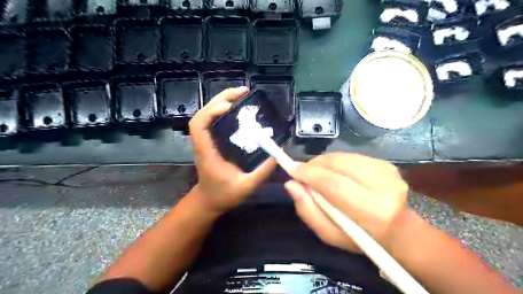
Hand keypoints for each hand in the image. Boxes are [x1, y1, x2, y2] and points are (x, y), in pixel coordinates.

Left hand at [188, 87, 276, 215]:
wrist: (208, 201)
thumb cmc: (223, 195)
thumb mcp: (246, 187)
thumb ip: (263, 172)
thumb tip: (278, 152)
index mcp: (207, 152)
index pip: (199, 125)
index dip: (211, 111)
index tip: (230, 106)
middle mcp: (203, 143)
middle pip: (203, 113)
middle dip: (221, 98)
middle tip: (243, 91)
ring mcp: (206, 141)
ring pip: (207, 114)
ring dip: (221, 101)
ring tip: (241, 95)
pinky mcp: (212, 142)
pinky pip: (214, 121)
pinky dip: (223, 110)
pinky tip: (237, 109)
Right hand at [284, 153, 409, 251]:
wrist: (399, 230)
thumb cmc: (361, 237)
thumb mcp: (329, 234)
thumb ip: (307, 210)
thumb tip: (291, 184)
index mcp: (370, 211)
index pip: (332, 183)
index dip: (308, 173)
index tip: (291, 170)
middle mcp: (382, 185)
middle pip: (336, 164)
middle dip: (314, 165)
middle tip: (303, 173)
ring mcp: (386, 171)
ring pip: (341, 157)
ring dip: (324, 163)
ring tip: (318, 174)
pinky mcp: (385, 163)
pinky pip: (350, 156)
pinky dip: (336, 162)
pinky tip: (335, 173)